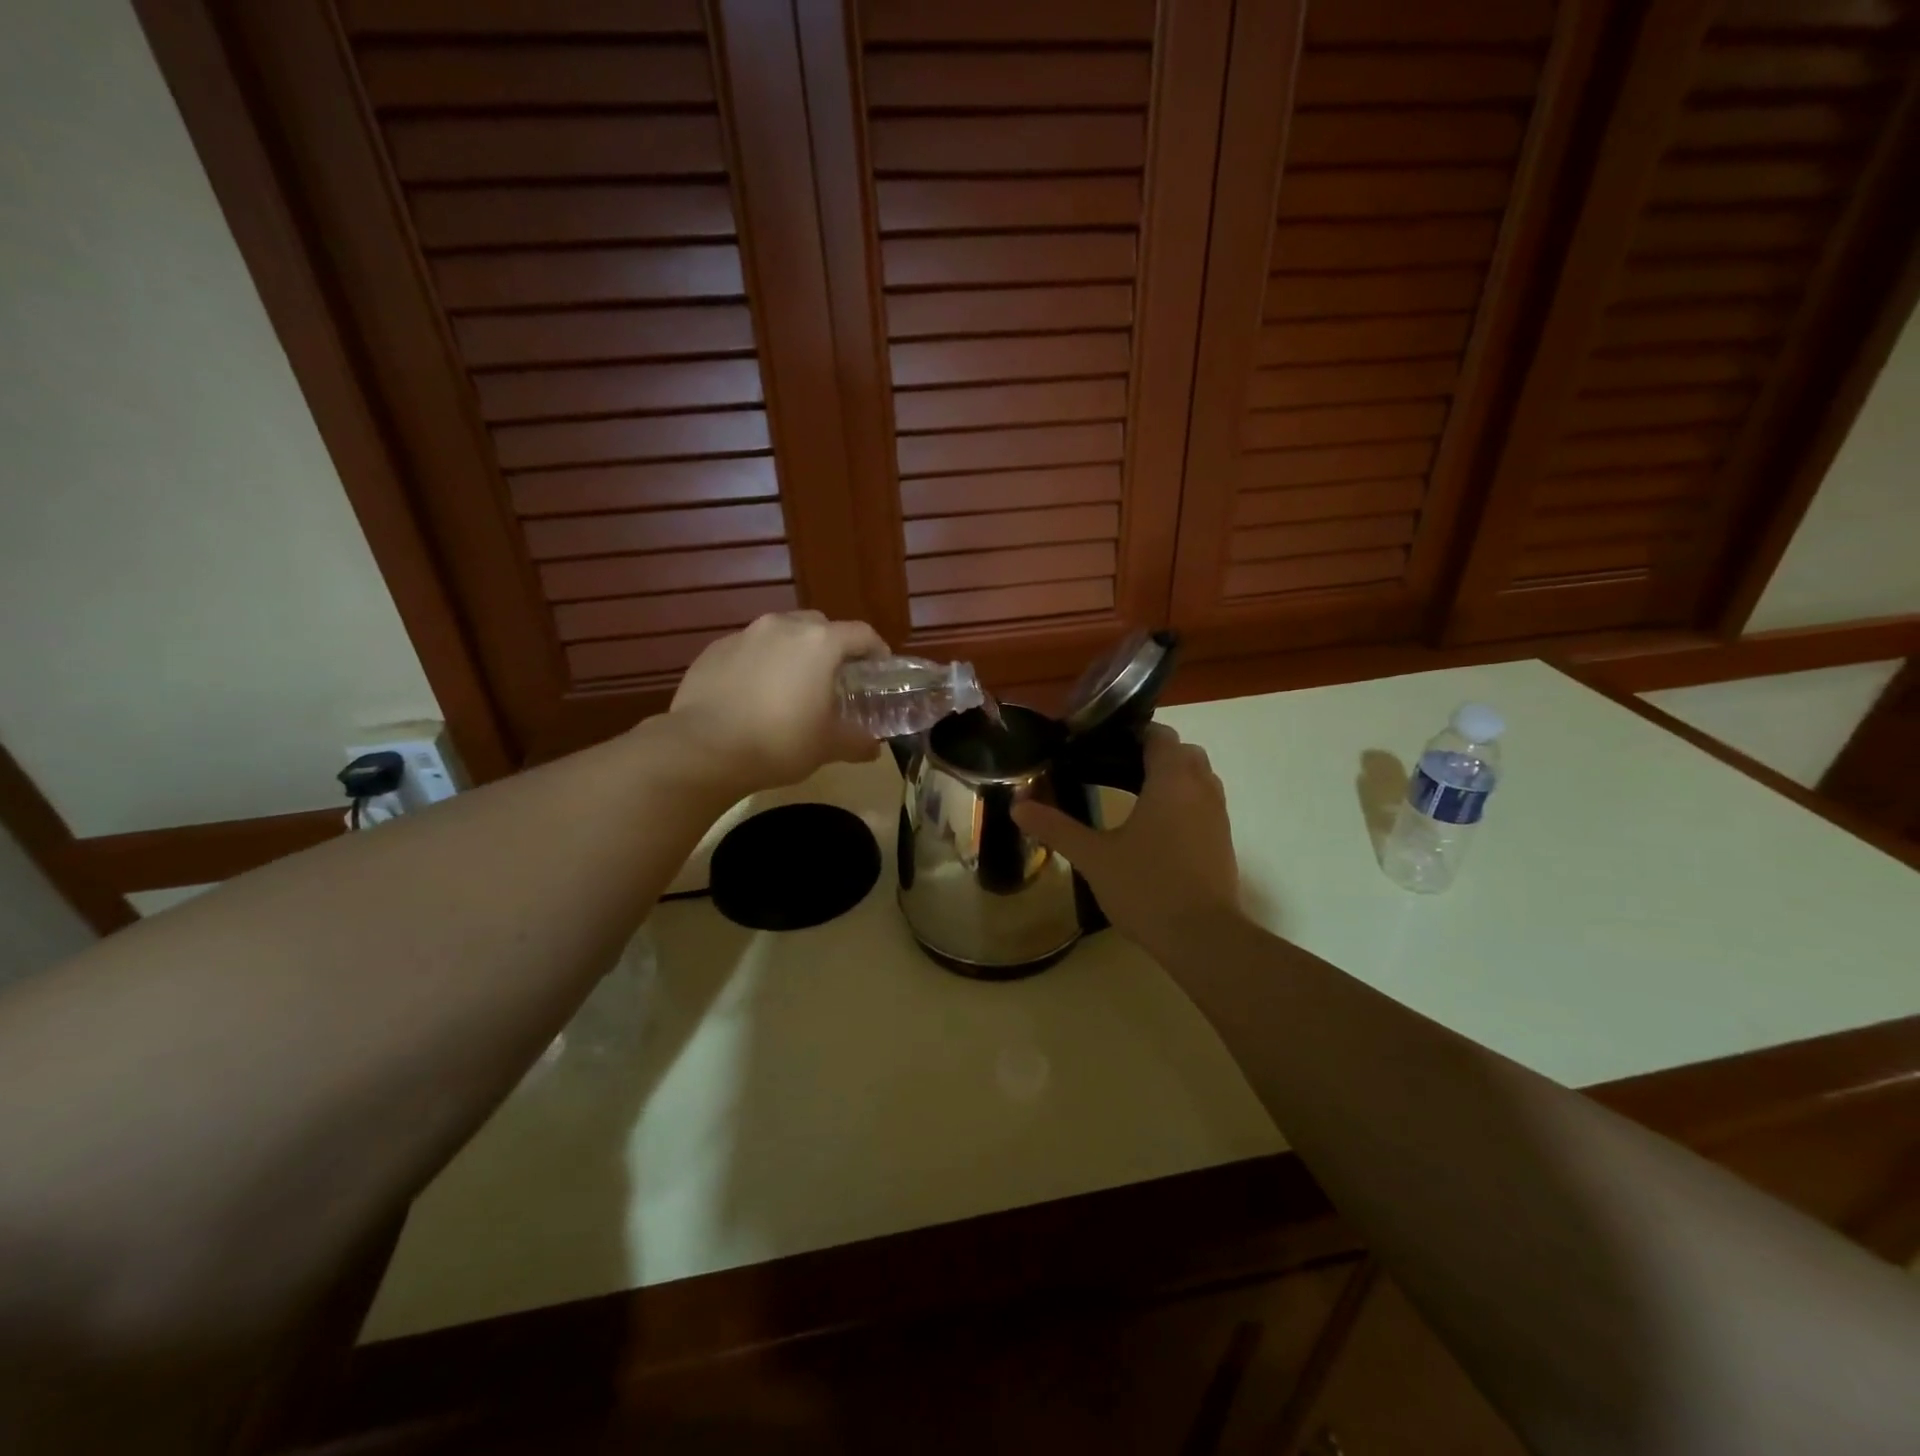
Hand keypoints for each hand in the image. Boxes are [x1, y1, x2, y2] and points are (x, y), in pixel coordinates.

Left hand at [666, 611, 887, 793]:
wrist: (704, 748)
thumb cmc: (779, 742)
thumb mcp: (828, 746)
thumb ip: (857, 741)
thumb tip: (873, 748)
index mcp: (820, 643)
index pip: (862, 634)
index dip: (876, 650)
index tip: (879, 669)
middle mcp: (783, 627)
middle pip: (819, 626)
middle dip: (832, 647)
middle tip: (834, 678)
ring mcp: (744, 635)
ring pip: (780, 633)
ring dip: (793, 652)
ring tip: (791, 685)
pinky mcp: (713, 650)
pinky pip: (748, 649)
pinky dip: (760, 664)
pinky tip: (754, 694)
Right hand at [1011, 724, 1242, 957]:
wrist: (1202, 937)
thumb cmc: (1147, 886)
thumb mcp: (1093, 857)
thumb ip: (1056, 827)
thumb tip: (1017, 805)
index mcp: (1171, 780)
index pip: (1159, 734)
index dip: (1133, 733)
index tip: (1102, 745)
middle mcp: (1201, 789)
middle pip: (1183, 753)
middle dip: (1154, 755)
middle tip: (1115, 769)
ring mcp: (1218, 816)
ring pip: (1199, 779)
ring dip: (1173, 779)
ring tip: (1134, 797)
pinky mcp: (1223, 842)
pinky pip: (1204, 805)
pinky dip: (1184, 804)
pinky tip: (1155, 831)